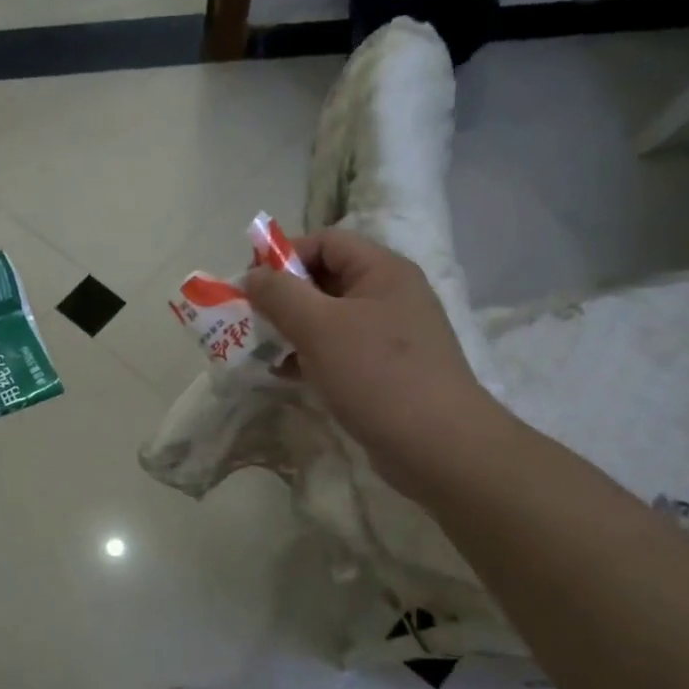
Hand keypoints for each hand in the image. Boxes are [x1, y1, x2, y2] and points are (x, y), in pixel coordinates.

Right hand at [244, 230, 507, 497]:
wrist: (437, 446)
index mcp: (382, 271)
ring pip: (330, 318)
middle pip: (326, 278)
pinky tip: (285, 374)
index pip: (326, 242)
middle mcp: (390, 295)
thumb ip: (280, 295)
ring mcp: (390, 335)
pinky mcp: (385, 370)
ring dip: (293, 329)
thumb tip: (251, 276)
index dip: (286, 255)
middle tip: (252, 318)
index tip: (252, 285)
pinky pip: (339, 350)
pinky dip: (310, 356)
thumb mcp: (319, 326)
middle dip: (285, 296)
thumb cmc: (376, 374)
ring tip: (262, 348)